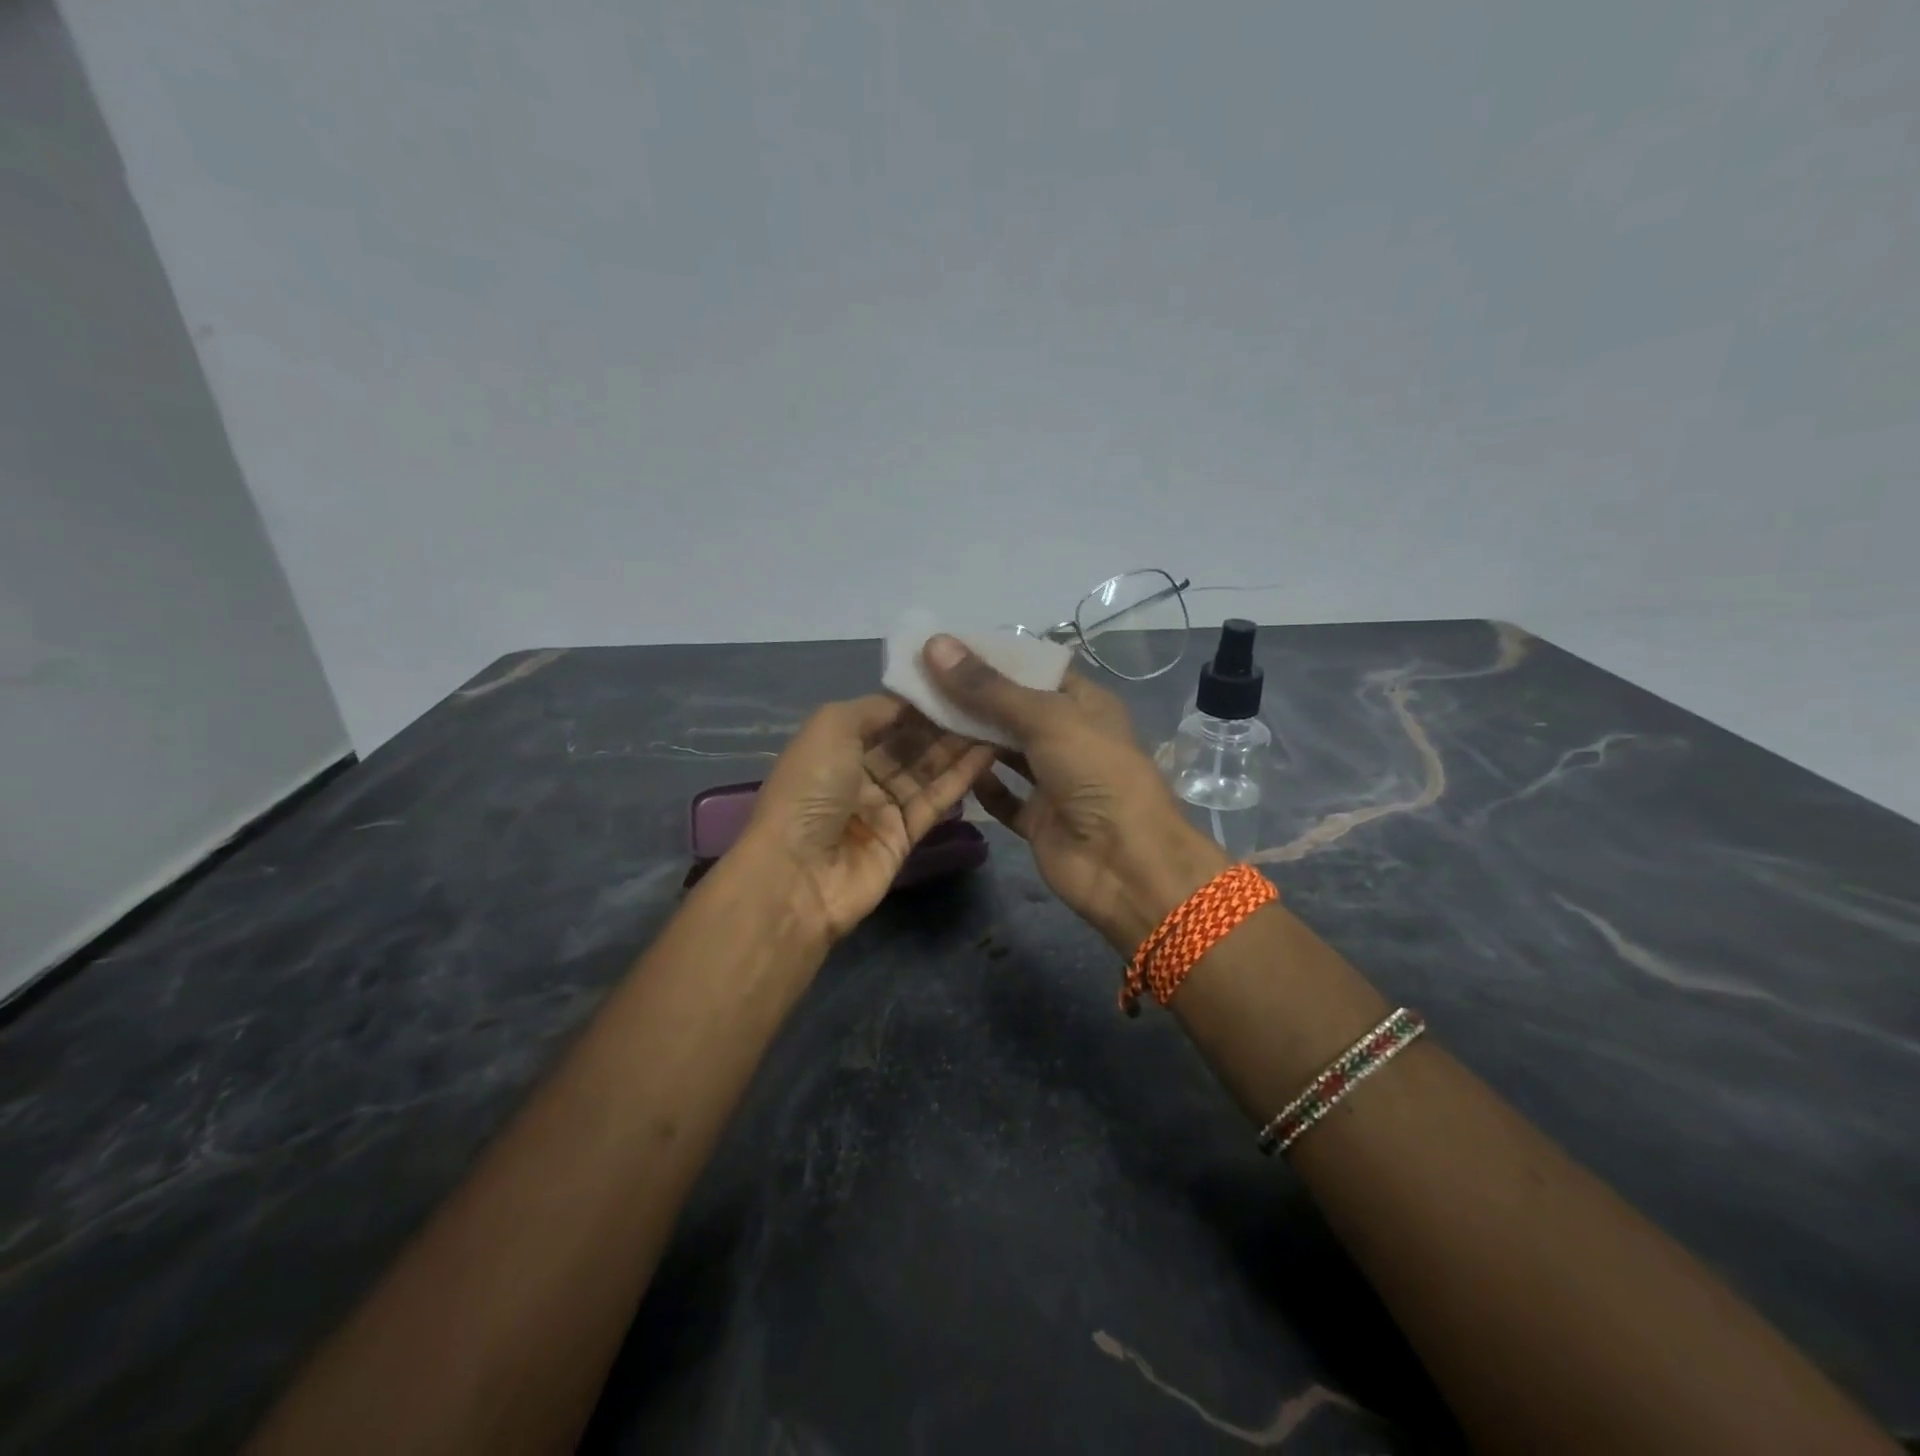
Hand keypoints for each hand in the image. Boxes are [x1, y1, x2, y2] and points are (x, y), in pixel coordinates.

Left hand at [742, 695, 994, 943]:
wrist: (798, 875)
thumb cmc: (809, 790)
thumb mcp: (830, 727)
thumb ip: (874, 708)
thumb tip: (912, 703)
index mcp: (833, 747)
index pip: (883, 718)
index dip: (915, 702)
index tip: (954, 679)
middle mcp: (857, 775)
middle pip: (908, 743)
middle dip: (941, 722)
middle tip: (984, 698)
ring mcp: (881, 808)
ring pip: (926, 770)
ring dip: (957, 746)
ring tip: (994, 719)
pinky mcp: (905, 837)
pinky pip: (936, 800)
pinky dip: (961, 777)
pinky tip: (988, 752)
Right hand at [921, 635, 1226, 950]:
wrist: (1126, 863)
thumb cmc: (1095, 773)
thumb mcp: (1046, 718)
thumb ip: (988, 688)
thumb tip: (935, 644)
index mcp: (1083, 703)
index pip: (1031, 669)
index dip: (990, 658)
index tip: (940, 648)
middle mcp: (1068, 737)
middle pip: (1012, 711)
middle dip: (970, 698)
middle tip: (917, 682)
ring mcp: (1053, 780)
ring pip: (1004, 753)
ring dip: (969, 739)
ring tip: (919, 718)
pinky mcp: (1038, 819)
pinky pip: (1003, 797)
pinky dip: (980, 785)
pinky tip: (946, 769)